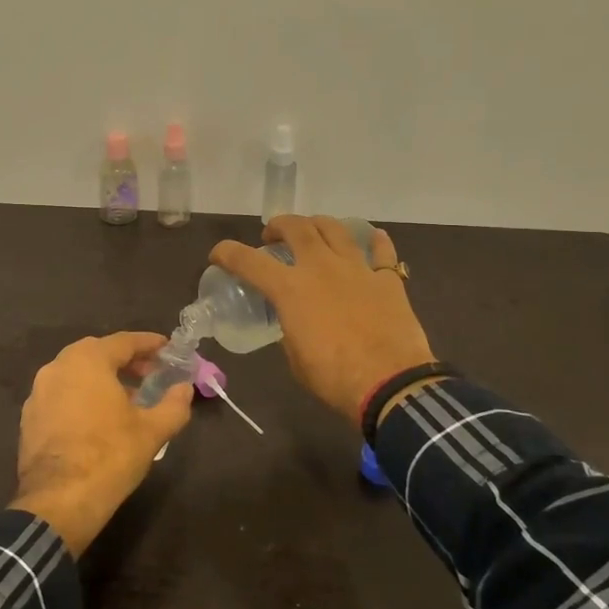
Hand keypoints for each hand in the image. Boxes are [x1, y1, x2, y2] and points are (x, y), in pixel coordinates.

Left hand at [11, 332, 193, 554]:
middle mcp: (58, 367)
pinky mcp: (29, 418)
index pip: (124, 341)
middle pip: (97, 353)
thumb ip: (174, 405)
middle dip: (126, 360)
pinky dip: (82, 397)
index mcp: (87, 360)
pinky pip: (62, 395)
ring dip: (103, 379)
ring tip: (127, 399)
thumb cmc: (110, 456)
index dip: (149, 344)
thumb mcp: (152, 431)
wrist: (58, 502)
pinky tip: (98, 419)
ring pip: (76, 374)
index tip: (168, 348)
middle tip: (150, 374)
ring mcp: (38, 392)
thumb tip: (185, 389)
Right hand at [209, 216, 435, 423]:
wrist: (390, 384)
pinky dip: (375, 242)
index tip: (218, 254)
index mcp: (291, 289)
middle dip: (278, 225)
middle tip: (272, 236)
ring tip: (314, 231)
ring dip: (318, 224)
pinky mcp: (387, 279)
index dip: (227, 253)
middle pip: (296, 227)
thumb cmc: (333, 377)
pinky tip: (373, 239)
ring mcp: (357, 269)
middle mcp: (321, 267)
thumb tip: (295, 322)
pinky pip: (381, 251)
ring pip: (336, 228)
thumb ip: (290, 329)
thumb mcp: (295, 357)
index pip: (248, 261)